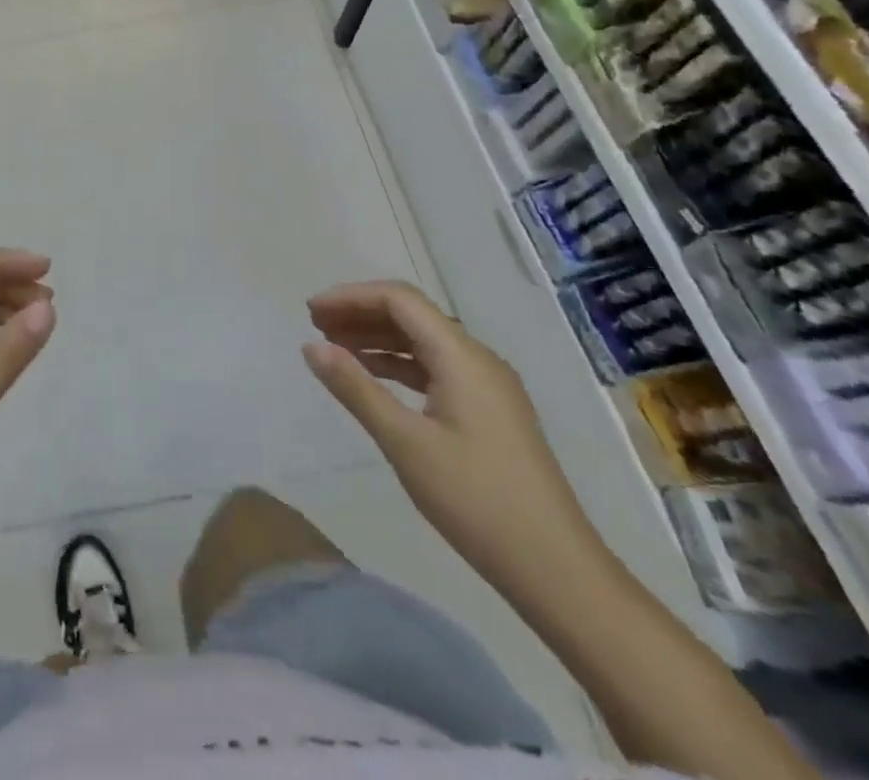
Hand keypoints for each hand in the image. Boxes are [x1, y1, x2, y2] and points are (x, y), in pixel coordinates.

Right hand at [302, 281, 608, 603]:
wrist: (557, 571)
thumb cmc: (476, 501)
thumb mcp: (405, 442)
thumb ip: (355, 388)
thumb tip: (311, 346)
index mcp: (462, 356)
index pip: (399, 300)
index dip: (351, 297)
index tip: (311, 312)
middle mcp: (478, 359)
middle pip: (412, 315)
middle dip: (361, 314)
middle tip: (315, 326)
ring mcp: (487, 386)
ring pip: (423, 342)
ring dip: (377, 338)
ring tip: (334, 348)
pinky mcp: (489, 412)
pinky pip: (435, 368)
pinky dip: (398, 365)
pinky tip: (373, 378)